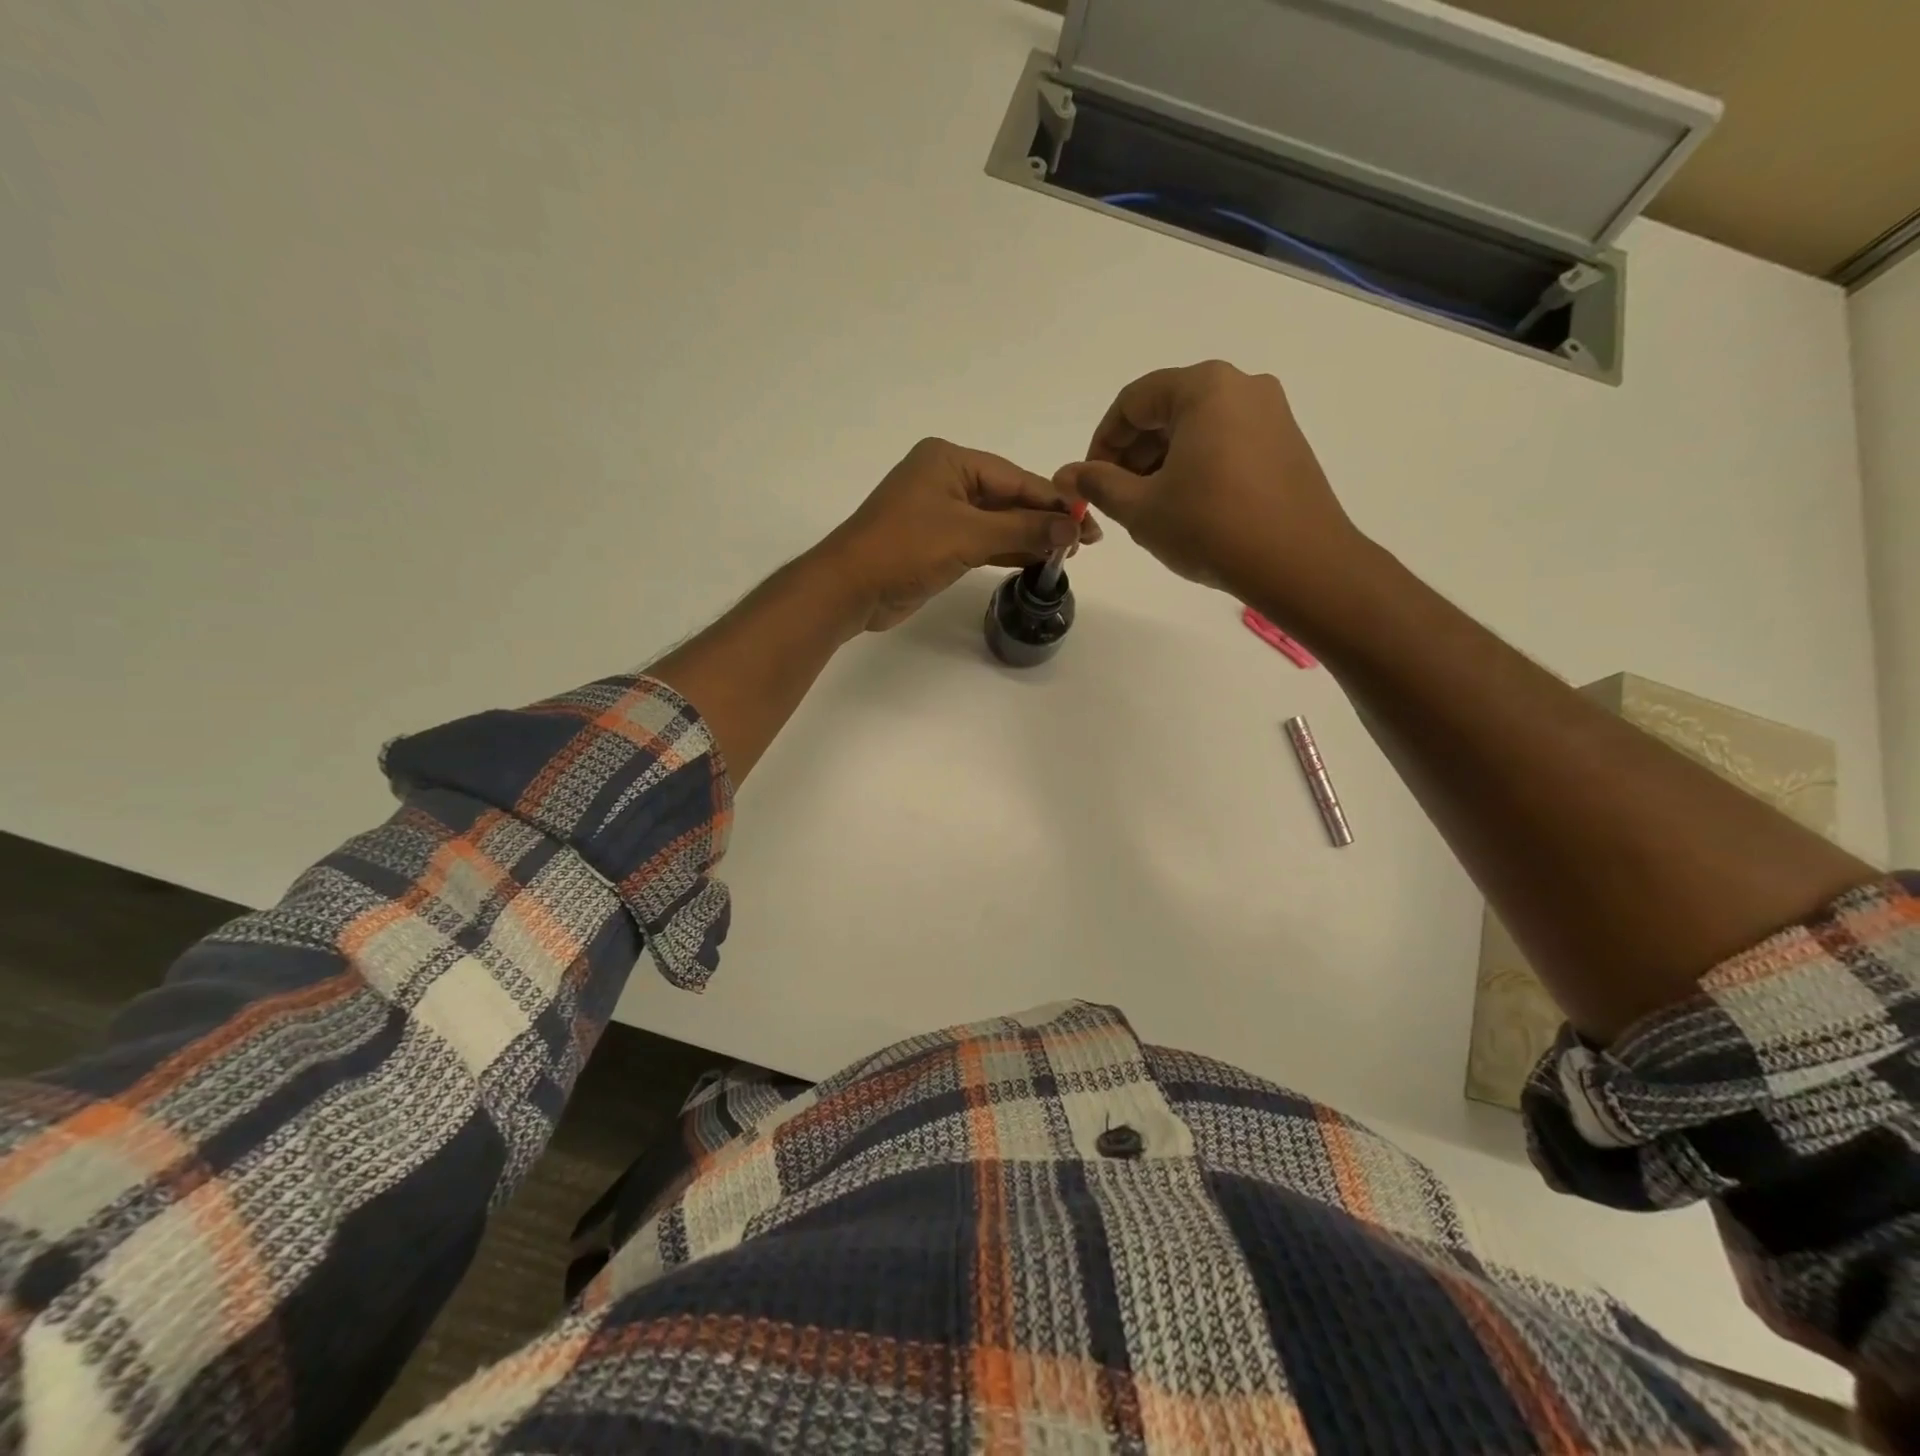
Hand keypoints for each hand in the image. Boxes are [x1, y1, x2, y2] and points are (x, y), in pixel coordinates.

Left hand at [820, 438, 1100, 630]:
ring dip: (1028, 537)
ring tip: (1068, 552)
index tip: (1089, 520)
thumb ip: (1022, 530)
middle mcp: (946, 480)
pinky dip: (1007, 550)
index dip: (1054, 500)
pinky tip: (1036, 559)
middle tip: (1086, 541)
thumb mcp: (968, 536)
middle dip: (1044, 519)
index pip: (1015, 478)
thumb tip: (1072, 527)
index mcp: (950, 461)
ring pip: (996, 522)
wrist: (850, 589)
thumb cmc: (904, 549)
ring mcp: (940, 513)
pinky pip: (981, 542)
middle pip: (1008, 498)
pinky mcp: (936, 543)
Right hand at [1056, 361, 1365, 615]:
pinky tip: (1188, 509)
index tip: (1091, 482)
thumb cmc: (1211, 528)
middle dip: (1133, 454)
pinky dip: (1196, 467)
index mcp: (1205, 387)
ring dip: (1162, 463)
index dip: (1101, 442)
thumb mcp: (1142, 508)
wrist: (1300, 564)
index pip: (1133, 401)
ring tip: (1150, 509)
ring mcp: (1272, 414)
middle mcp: (1242, 387)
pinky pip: (1226, 443)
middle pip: (1167, 410)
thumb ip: (1098, 484)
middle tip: (1117, 499)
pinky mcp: (1286, 445)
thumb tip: (1065, 474)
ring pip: (1197, 428)